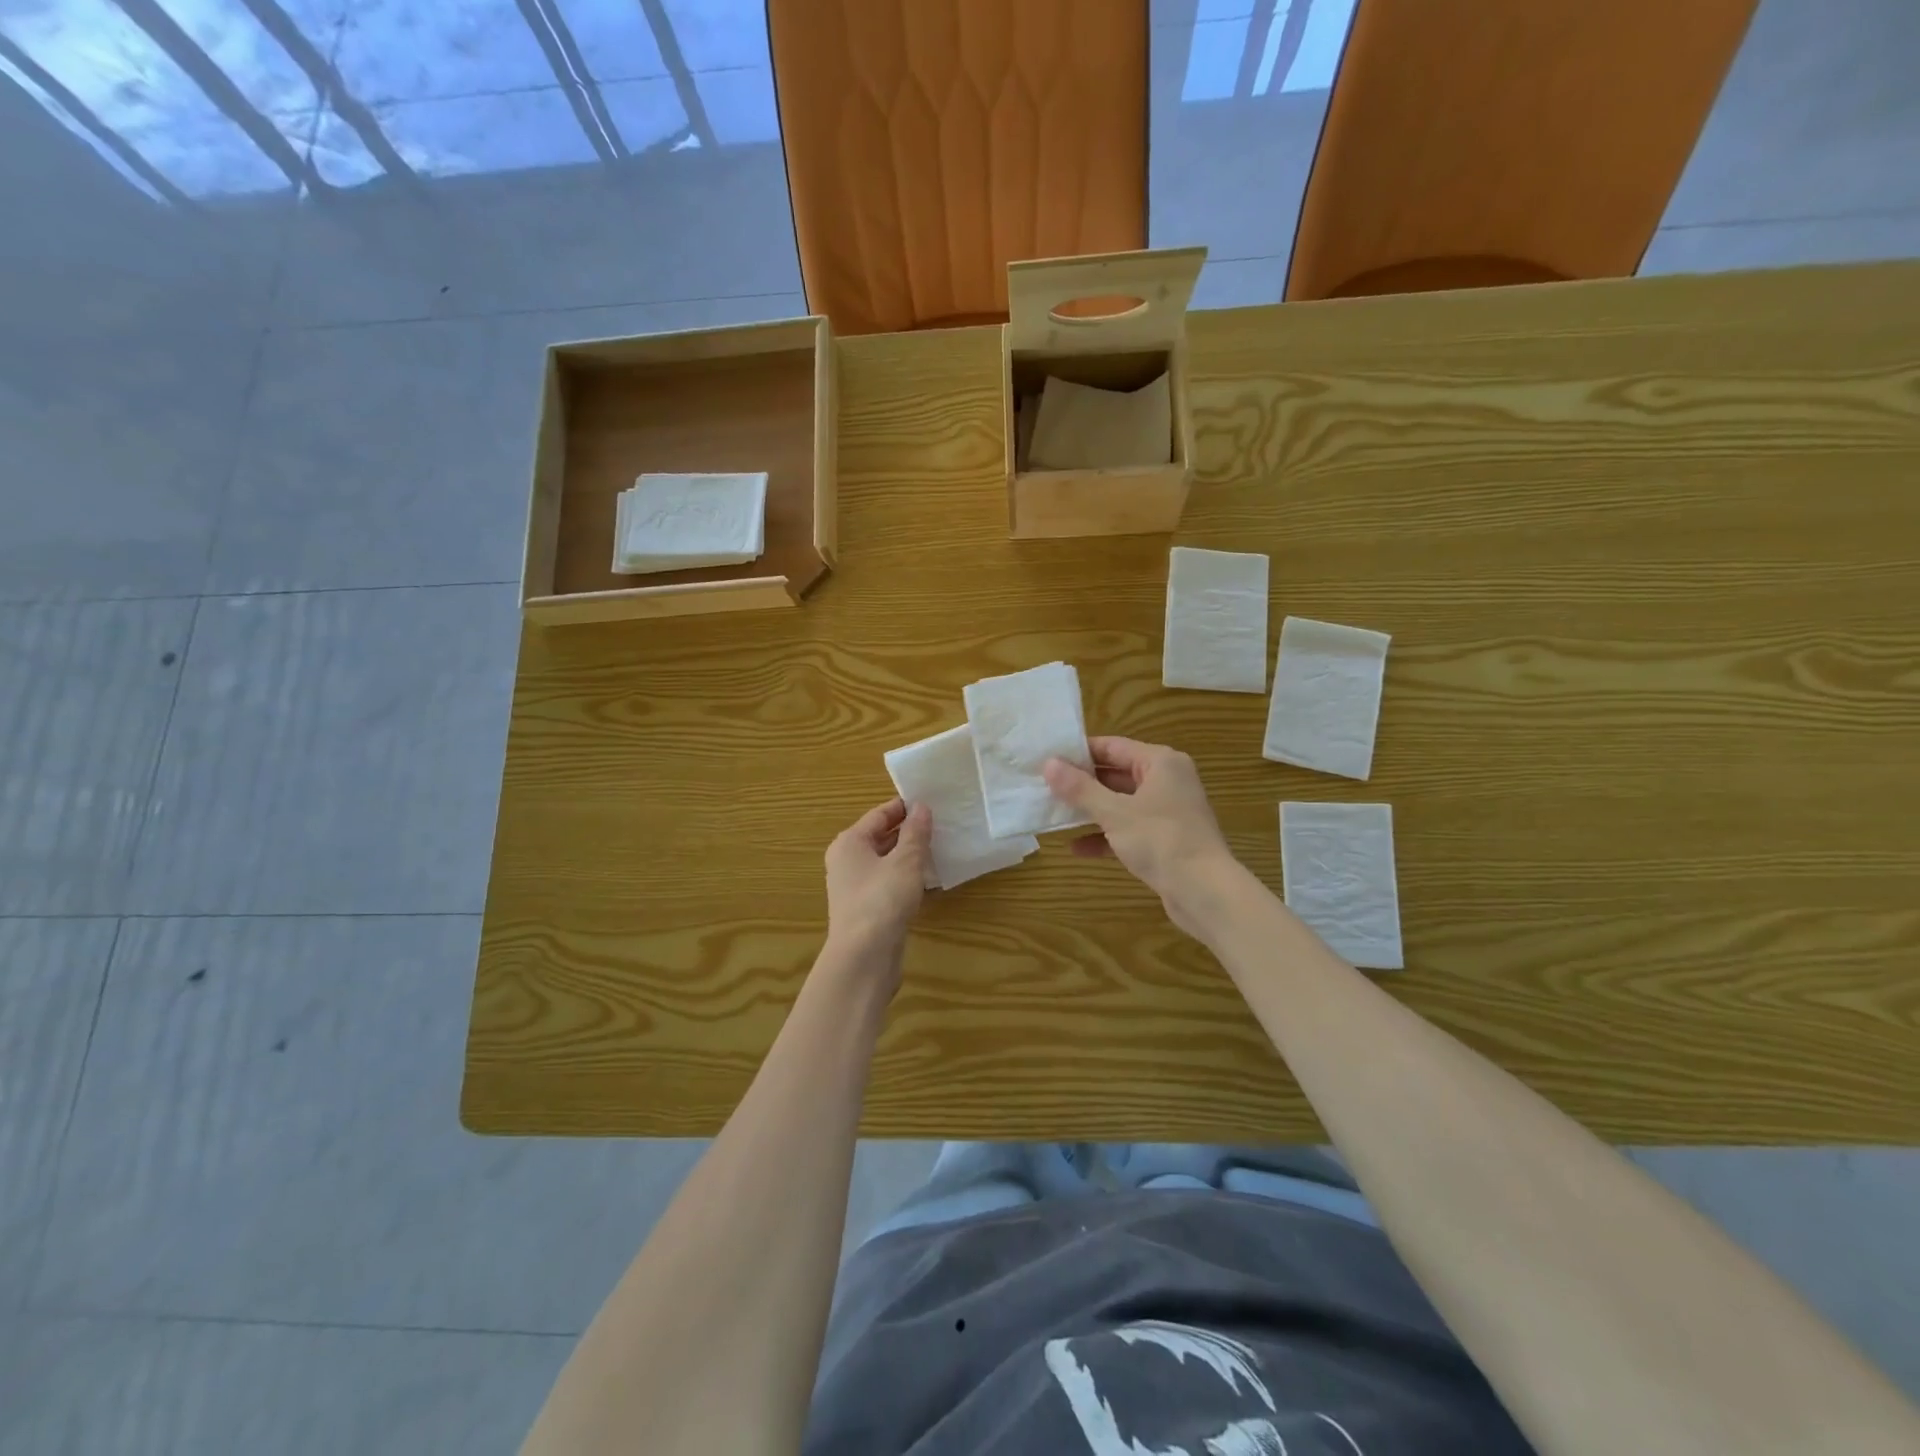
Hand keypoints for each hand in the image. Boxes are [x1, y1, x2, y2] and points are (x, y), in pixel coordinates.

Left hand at [823, 798, 932, 972]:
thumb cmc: (882, 900)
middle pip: (881, 837)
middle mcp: (847, 861)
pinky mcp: (866, 909)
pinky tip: (930, 881)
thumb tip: (922, 807)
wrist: (863, 958)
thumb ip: (915, 833)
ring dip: (910, 856)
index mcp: (850, 842)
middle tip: (942, 825)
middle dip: (909, 831)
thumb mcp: (905, 861)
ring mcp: (855, 887)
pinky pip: (889, 884)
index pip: (880, 814)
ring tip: (940, 849)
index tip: (933, 802)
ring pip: (886, 862)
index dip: (906, 807)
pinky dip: (907, 878)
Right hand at [1044, 737, 1239, 938]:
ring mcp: (1167, 812)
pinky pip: (1129, 829)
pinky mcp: (1165, 840)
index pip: (1113, 746)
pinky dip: (1106, 836)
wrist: (1205, 892)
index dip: (1079, 752)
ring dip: (1091, 811)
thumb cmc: (1160, 840)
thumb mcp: (1114, 812)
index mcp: (1160, 763)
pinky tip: (1076, 848)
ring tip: (1054, 815)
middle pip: (1116, 774)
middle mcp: (1167, 781)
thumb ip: (1080, 788)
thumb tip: (1049, 764)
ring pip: (1121, 804)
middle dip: (1082, 784)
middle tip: (1045, 787)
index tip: (1048, 758)